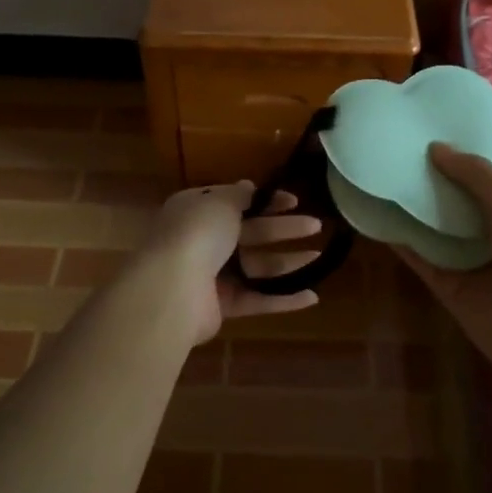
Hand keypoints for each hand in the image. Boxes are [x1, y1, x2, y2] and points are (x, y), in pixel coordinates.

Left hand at [144, 181, 323, 345]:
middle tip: (316, 225)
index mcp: (197, 210)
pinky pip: (256, 299)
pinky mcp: (221, 306)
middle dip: (284, 228)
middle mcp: (203, 240)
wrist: (172, 289)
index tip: (294, 201)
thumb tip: (249, 186)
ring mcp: (212, 275)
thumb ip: (239, 195)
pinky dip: (282, 299)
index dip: (266, 200)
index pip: (235, 201)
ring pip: (257, 266)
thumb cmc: (197, 234)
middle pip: (251, 232)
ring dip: (288, 262)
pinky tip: (311, 297)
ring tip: (320, 258)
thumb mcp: (220, 202)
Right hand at [395, 144, 491, 393]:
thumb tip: (436, 147)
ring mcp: (467, 258)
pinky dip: (399, 239)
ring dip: (409, 206)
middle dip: (426, 177)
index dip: (453, 154)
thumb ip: (476, 173)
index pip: (478, 173)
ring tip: (373, 177)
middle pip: (451, 198)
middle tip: (388, 150)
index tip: (417, 132)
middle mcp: (491, 228)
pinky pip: (419, 257)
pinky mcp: (447, 286)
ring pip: (432, 226)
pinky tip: (374, 217)